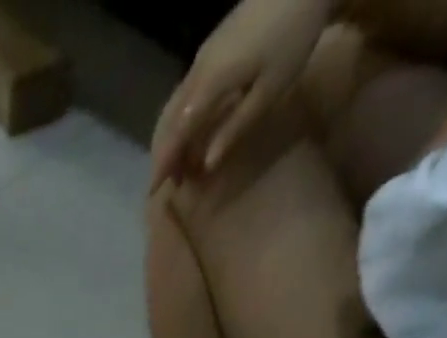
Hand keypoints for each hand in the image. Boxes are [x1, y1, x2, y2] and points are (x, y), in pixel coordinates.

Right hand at [150, 0, 327, 187]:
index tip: (154, 190)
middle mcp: (198, 69)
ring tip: (182, 163)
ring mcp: (203, 56)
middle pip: (170, 119)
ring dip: (173, 137)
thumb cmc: (292, 39)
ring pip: (175, 105)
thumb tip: (207, 164)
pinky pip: (186, 92)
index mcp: (210, 82)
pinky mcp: (212, 48)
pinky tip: (192, 132)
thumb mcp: (268, 92)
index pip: (178, 131)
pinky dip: (183, 118)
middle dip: (166, 153)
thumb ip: (234, 128)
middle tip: (171, 182)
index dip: (165, 162)